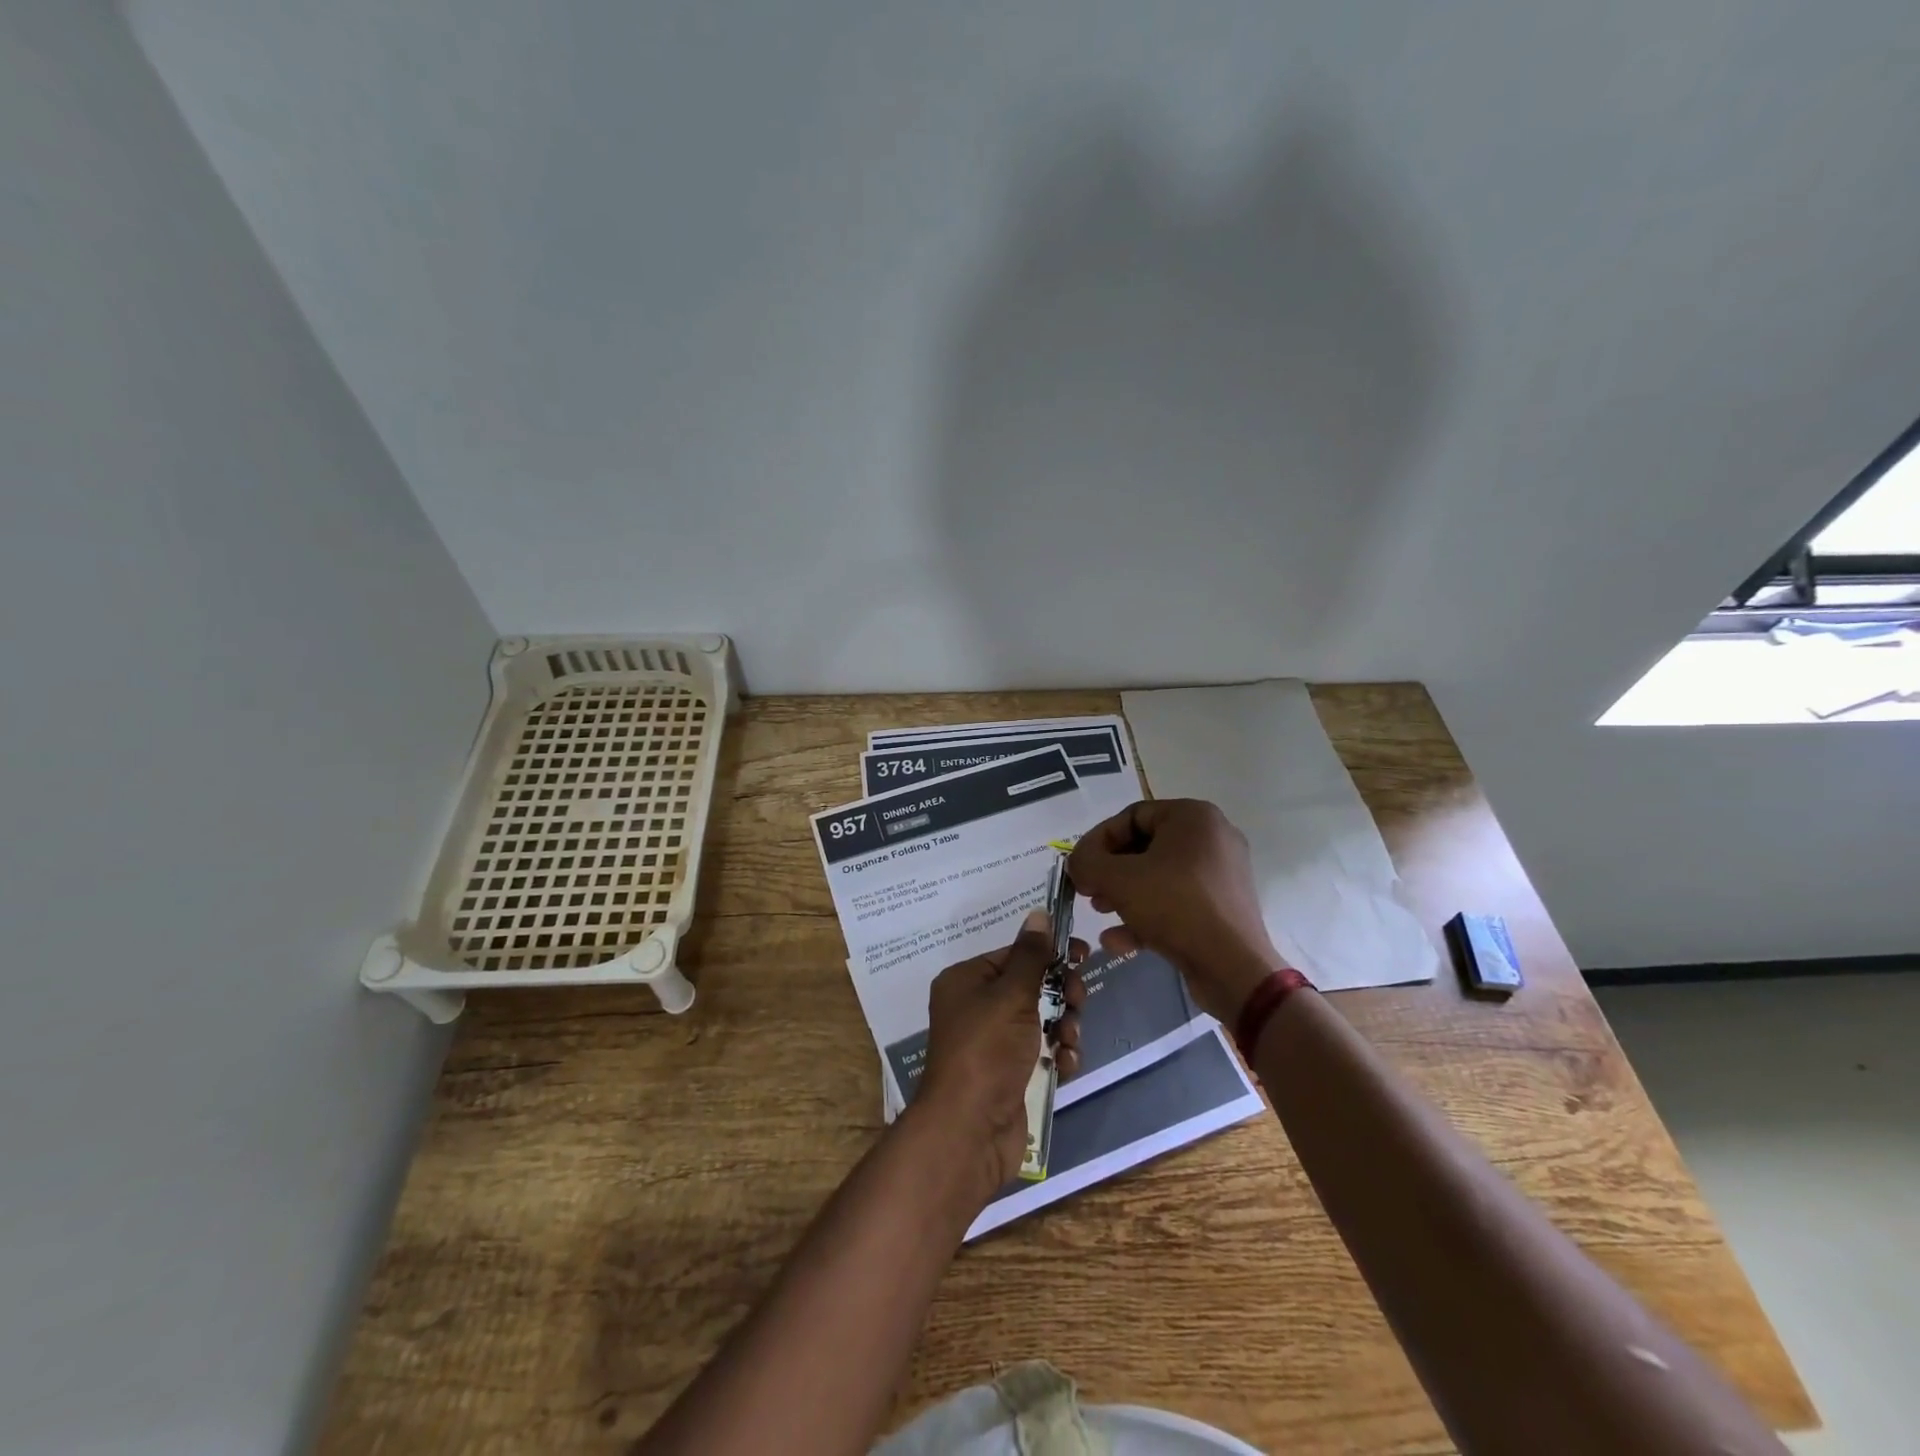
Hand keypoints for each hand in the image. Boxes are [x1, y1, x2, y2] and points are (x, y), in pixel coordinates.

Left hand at [915, 910, 1085, 1194]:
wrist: (969, 1130)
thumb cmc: (986, 1050)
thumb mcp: (1011, 995)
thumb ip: (1031, 956)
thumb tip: (1038, 914)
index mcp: (967, 981)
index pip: (1014, 955)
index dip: (1049, 954)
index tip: (1083, 954)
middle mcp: (977, 1008)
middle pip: (1032, 987)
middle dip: (1060, 994)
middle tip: (1076, 1002)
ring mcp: (995, 1044)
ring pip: (1043, 1020)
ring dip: (1064, 1027)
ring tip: (1067, 1041)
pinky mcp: (1012, 1075)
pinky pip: (1043, 1052)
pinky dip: (1058, 1056)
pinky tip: (1064, 1065)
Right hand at [1067, 799, 1283, 1023]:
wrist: (1233, 967)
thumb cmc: (1175, 906)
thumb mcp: (1118, 879)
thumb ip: (1088, 862)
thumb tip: (1077, 862)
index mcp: (1193, 817)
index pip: (1131, 816)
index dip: (1098, 840)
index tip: (1079, 867)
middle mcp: (1212, 838)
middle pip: (1144, 847)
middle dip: (1110, 871)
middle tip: (1087, 890)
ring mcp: (1220, 875)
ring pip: (1158, 877)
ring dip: (1123, 894)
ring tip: (1100, 912)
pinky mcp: (1221, 908)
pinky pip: (1176, 902)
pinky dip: (1146, 915)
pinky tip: (1117, 940)